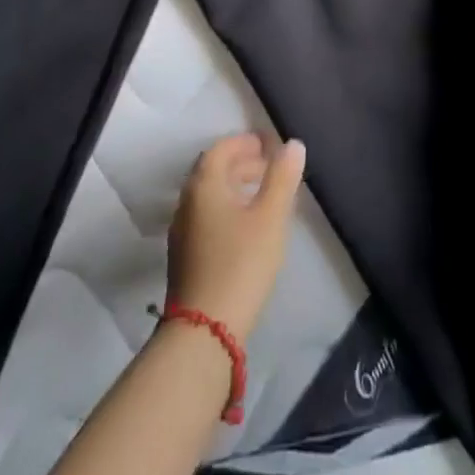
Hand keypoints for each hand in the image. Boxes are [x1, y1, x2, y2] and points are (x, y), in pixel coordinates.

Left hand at [167, 133, 306, 336]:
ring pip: (209, 195)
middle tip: (271, 168)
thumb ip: (282, 177)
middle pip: (213, 170)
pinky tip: (247, 228)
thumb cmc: (240, 263)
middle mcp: (187, 202)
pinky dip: (227, 209)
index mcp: (203, 184)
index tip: (271, 146)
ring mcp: (182, 231)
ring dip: (235, 187)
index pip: (222, 148)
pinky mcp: (184, 257)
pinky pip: (206, 217)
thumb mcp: (270, 217)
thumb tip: (292, 144)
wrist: (203, 333)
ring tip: (263, 196)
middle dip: (242, 163)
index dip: (246, 142)